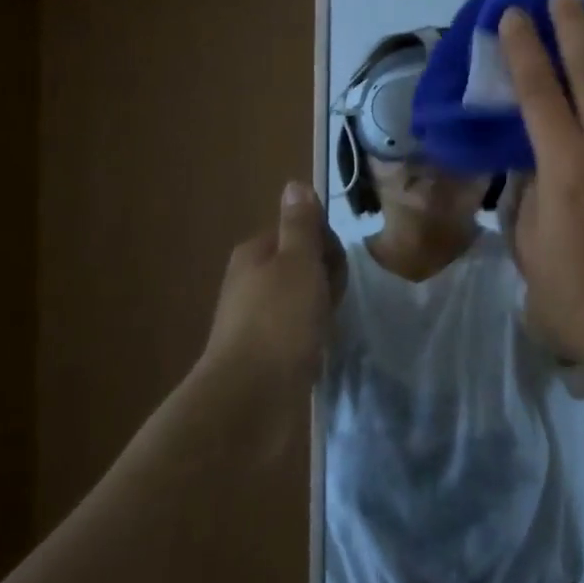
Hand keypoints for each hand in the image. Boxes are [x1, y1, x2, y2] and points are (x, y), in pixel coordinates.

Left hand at [201, 182, 338, 389]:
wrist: (251, 397)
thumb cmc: (280, 319)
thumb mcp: (298, 261)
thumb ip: (300, 225)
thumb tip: (294, 185)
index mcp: (254, 253)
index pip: (300, 232)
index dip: (325, 245)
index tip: (334, 267)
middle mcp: (249, 281)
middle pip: (302, 264)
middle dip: (325, 277)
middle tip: (331, 299)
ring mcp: (254, 319)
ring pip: (302, 298)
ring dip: (321, 307)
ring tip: (328, 325)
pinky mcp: (263, 352)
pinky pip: (298, 329)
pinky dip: (312, 333)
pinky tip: (318, 346)